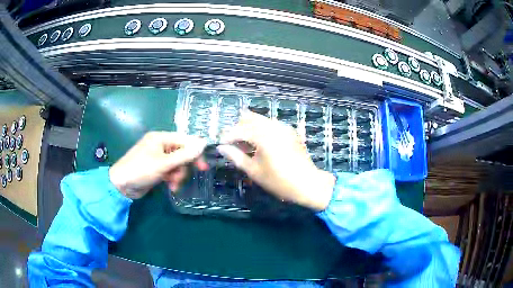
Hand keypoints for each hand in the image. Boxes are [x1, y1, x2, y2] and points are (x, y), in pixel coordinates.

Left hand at [109, 132, 207, 198]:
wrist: (121, 186)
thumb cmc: (140, 170)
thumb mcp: (163, 163)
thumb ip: (184, 155)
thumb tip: (203, 144)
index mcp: (160, 138)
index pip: (184, 140)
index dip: (195, 151)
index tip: (204, 165)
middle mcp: (160, 145)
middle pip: (181, 153)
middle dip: (184, 166)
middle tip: (187, 177)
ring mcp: (158, 157)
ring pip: (177, 164)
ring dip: (178, 175)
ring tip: (173, 184)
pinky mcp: (156, 168)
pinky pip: (170, 171)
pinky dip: (172, 178)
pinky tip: (171, 186)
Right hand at [218, 112, 335, 210]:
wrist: (307, 184)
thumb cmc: (279, 181)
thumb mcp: (254, 171)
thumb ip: (236, 157)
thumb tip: (221, 148)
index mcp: (263, 136)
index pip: (239, 130)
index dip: (228, 136)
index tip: (221, 144)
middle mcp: (273, 126)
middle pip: (250, 118)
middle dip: (238, 127)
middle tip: (232, 142)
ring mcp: (283, 127)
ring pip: (261, 119)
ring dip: (250, 127)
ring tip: (244, 143)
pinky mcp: (290, 131)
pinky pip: (271, 124)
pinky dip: (261, 129)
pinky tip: (259, 143)